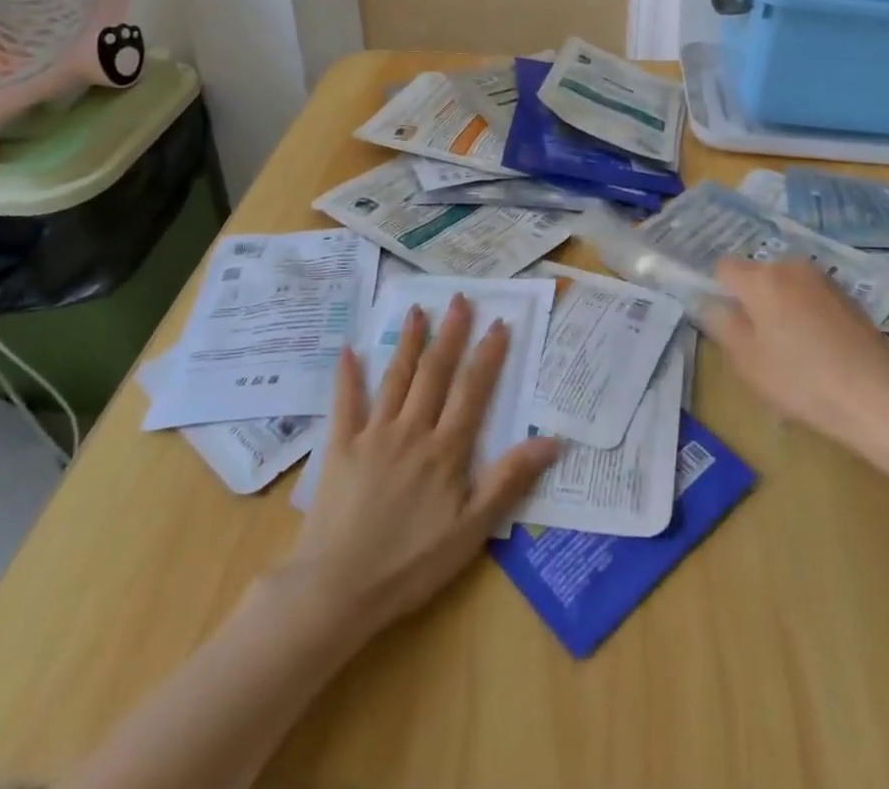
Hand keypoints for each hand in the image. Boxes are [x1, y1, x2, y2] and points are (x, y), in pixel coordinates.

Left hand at [285, 296, 559, 638]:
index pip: (472, 390)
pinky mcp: (341, 447)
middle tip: (460, 298)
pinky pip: (346, 403)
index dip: (487, 355)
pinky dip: (348, 376)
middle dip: (451, 333)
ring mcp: (373, 435)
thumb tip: (551, 440)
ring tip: (418, 310)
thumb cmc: (410, 564)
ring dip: (409, 342)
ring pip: (396, 377)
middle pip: (435, 372)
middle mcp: (412, 430)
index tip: (498, 323)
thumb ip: (508, 480)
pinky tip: (348, 350)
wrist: (337, 590)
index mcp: (446, 449)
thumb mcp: (471, 530)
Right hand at [709, 258, 888, 450]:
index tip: (724, 324)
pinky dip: (804, 316)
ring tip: (788, 353)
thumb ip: (722, 325)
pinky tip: (816, 352)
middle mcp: (791, 267)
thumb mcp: (747, 361)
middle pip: (756, 276)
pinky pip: (809, 298)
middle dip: (750, 302)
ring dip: (778, 309)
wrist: (880, 398)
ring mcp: (823, 280)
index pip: (723, 268)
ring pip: (784, 287)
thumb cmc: (802, 381)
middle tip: (755, 345)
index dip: (718, 292)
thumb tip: (709, 303)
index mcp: (762, 278)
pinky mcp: (847, 297)